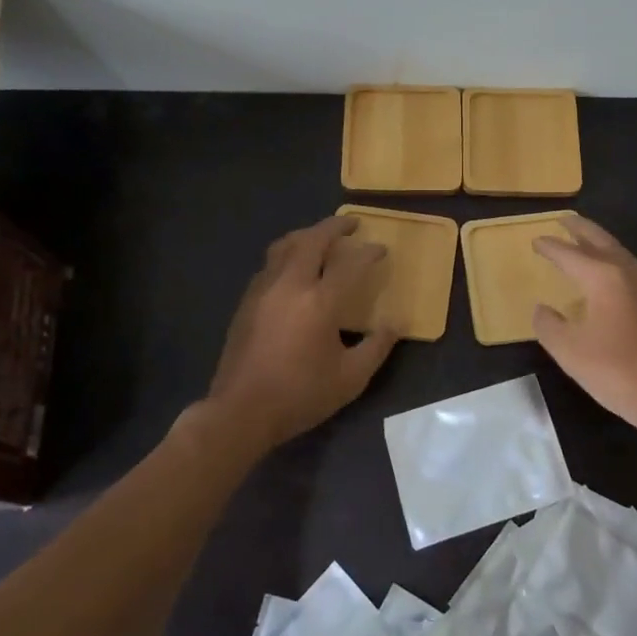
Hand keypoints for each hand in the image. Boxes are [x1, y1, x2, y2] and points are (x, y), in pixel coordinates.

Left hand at [204, 216, 397, 453]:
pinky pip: (270, 263)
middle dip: (334, 226)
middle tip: (351, 223)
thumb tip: (396, 323)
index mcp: (319, 302)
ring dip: (307, 235)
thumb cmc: (300, 395)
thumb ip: (377, 346)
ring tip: (321, 237)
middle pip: (312, 239)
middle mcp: (290, 285)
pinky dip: (288, 253)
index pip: (351, 264)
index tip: (381, 249)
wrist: (241, 412)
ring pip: (285, 245)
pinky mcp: (246, 300)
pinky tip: (295, 268)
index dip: (369, 253)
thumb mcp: (351, 378)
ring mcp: (263, 289)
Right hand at [532, 216, 636, 444]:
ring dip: (599, 243)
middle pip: (601, 241)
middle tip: (564, 219)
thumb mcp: (569, 351)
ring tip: (583, 241)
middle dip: (581, 229)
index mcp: (604, 277)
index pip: (570, 254)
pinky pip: (631, 269)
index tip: (535, 240)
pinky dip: (613, 262)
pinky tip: (608, 276)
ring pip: (620, 253)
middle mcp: (630, 272)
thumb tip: (543, 309)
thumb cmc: (617, 372)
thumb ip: (549, 325)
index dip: (550, 247)